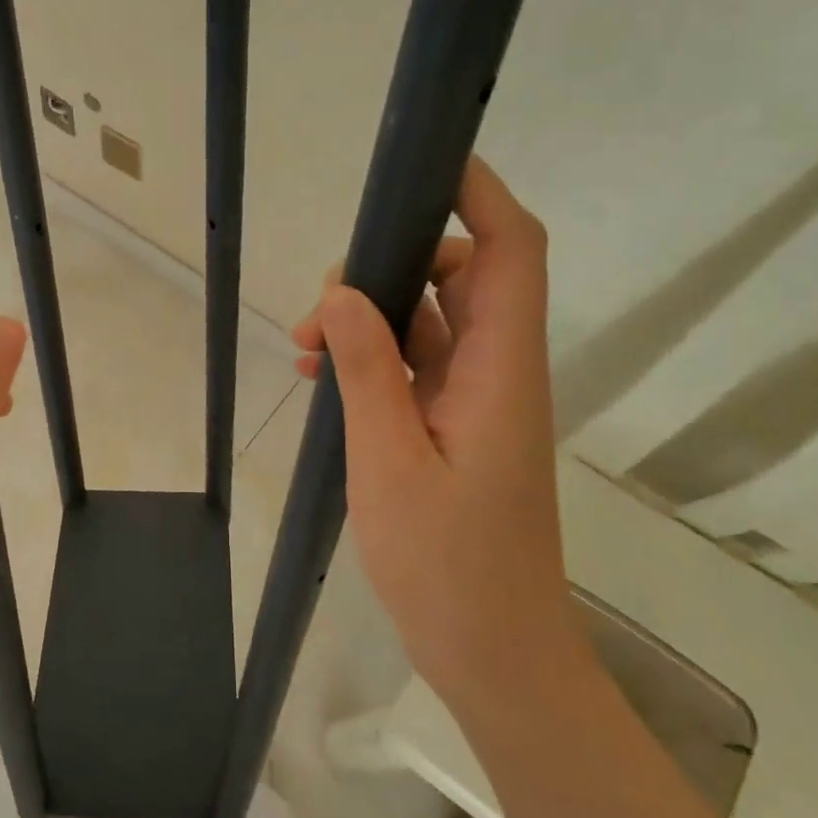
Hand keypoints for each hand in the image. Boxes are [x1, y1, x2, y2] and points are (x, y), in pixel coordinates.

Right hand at [292, 157, 576, 704]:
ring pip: (431, 323)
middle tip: (321, 307)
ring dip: (372, 319)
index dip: (480, 196)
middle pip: (463, 278)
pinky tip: (322, 379)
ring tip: (306, 348)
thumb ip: (369, 371)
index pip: (510, 252)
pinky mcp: (454, 429)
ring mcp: (476, 402)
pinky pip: (415, 367)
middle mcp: (497, 372)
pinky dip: (373, 360)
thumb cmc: (448, 565)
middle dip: (392, 268)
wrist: (494, 653)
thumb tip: (343, 293)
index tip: (424, 164)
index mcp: (501, 369)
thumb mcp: (389, 462)